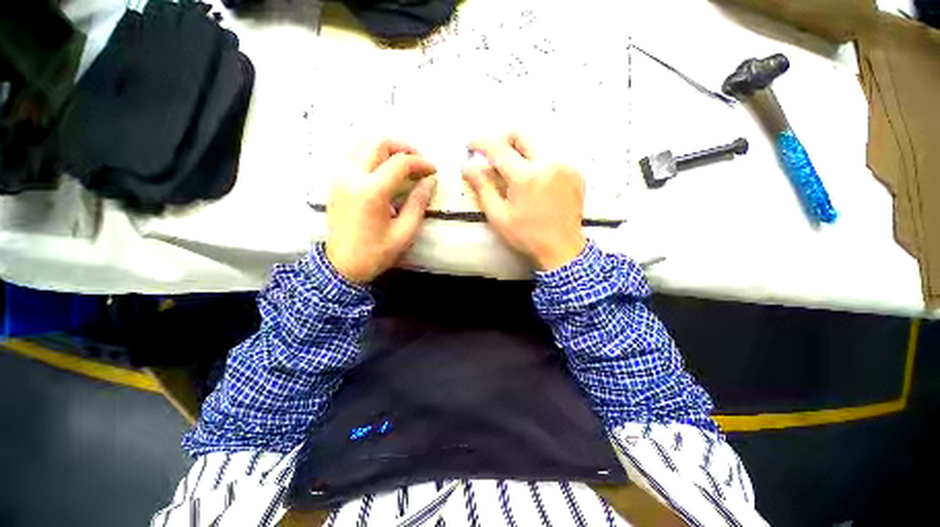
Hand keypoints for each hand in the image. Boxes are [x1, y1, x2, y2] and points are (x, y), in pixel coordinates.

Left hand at [325, 140, 436, 282]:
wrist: (343, 266)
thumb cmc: (376, 253)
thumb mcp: (405, 232)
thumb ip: (418, 203)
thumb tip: (429, 181)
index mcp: (371, 192)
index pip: (400, 163)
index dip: (421, 163)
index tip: (433, 170)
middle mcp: (352, 177)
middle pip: (378, 143)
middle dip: (403, 147)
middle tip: (418, 161)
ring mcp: (340, 177)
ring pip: (362, 144)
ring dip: (385, 148)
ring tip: (402, 162)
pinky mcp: (335, 182)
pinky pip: (353, 156)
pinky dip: (371, 155)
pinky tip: (383, 169)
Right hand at [463, 133, 585, 270]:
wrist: (562, 249)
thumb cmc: (528, 236)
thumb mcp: (499, 217)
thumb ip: (483, 188)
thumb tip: (468, 167)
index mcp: (526, 177)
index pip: (498, 147)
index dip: (481, 143)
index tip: (472, 145)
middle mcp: (548, 164)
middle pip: (520, 134)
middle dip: (502, 139)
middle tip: (492, 155)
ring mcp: (565, 166)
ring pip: (537, 144)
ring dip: (519, 152)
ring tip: (512, 172)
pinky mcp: (574, 172)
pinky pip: (551, 156)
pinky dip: (537, 161)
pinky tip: (533, 180)